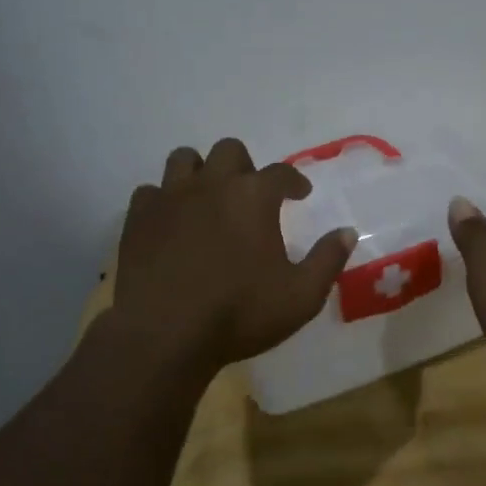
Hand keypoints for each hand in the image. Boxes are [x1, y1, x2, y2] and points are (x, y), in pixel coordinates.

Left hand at [111, 138, 355, 373]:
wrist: (165, 334)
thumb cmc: (239, 314)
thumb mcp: (301, 296)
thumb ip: (327, 259)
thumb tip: (347, 232)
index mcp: (254, 196)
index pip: (281, 173)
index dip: (294, 181)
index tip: (299, 194)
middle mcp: (212, 184)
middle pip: (229, 151)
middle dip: (244, 166)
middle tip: (250, 194)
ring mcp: (170, 198)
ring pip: (184, 159)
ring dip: (200, 171)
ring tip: (207, 197)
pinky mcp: (138, 218)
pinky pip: (149, 192)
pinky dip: (163, 200)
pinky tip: (170, 221)